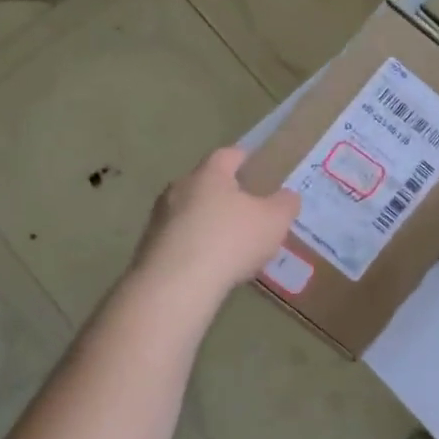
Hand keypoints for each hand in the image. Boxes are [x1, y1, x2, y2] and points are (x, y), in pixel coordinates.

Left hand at [131, 148, 299, 305]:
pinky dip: (194, 245)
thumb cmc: (230, 240)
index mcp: (209, 175)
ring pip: (188, 212)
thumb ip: (285, 204)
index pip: (227, 155)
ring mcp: (159, 218)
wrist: (177, 284)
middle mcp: (179, 189)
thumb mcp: (274, 221)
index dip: (243, 158)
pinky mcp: (149, 247)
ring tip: (227, 240)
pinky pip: (178, 239)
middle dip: (223, 192)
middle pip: (204, 183)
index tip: (254, 164)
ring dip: (206, 221)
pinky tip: (208, 264)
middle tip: (246, 207)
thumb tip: (288, 196)